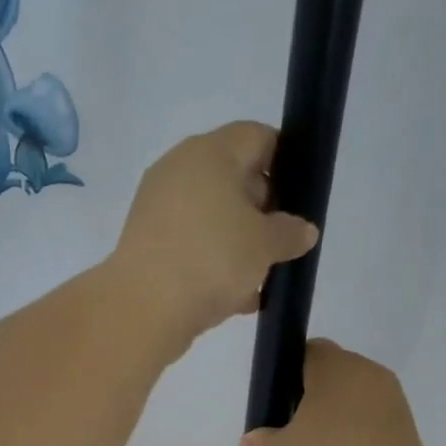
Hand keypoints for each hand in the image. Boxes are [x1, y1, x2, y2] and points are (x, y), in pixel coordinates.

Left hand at [112, 123, 319, 346]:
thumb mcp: (265, 245)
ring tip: (259, 279)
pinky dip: (211, 265)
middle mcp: (178, 171)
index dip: (285, 163)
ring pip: (211, 218)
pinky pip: (190, 246)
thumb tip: (303, 230)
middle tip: (281, 245)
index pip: (257, 137)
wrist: (143, 308)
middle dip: (261, 212)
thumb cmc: (212, 260)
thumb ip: (290, 233)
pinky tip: (233, 298)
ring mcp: (157, 208)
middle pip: (233, 179)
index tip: (299, 201)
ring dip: (238, 244)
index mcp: (210, 153)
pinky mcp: (145, 244)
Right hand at [239, 339, 431, 445]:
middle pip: (318, 397)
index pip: (307, 354)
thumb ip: (261, 444)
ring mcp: (386, 412)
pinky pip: (354, 445)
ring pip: (334, 427)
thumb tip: (249, 444)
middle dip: (288, 430)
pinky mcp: (397, 442)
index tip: (268, 408)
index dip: (283, 378)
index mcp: (339, 367)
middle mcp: (367, 380)